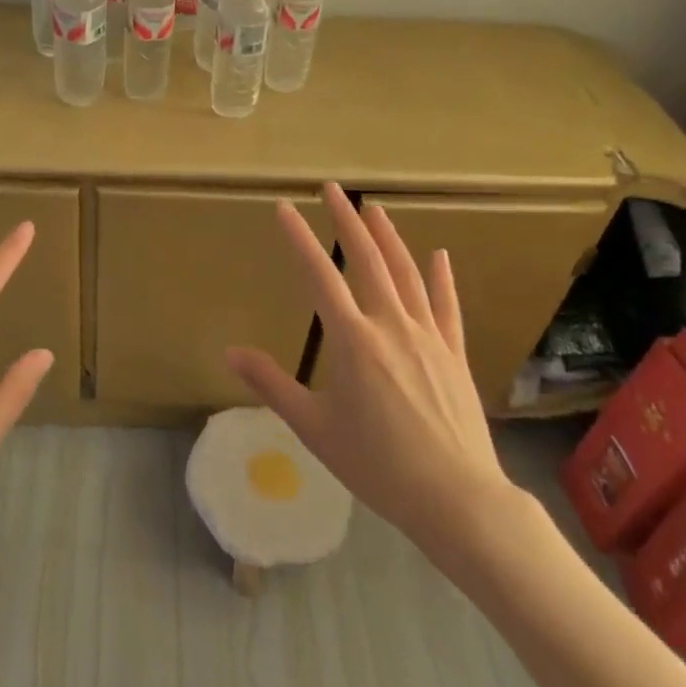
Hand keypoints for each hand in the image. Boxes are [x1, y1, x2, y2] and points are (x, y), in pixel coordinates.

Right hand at [225, 182, 524, 565]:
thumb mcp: (313, 427)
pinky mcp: (454, 353)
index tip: (284, 207)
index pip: (319, 275)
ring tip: (375, 208)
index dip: (299, 238)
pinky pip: (446, 306)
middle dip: (347, 221)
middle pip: (366, 260)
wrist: (456, 498)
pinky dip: (441, 277)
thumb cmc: (377, 465)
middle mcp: (390, 325)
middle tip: (333, 189)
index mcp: (352, 340)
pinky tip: (438, 255)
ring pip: (406, 274)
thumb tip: (229, 353)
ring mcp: (428, 336)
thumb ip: (272, 384)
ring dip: (389, 237)